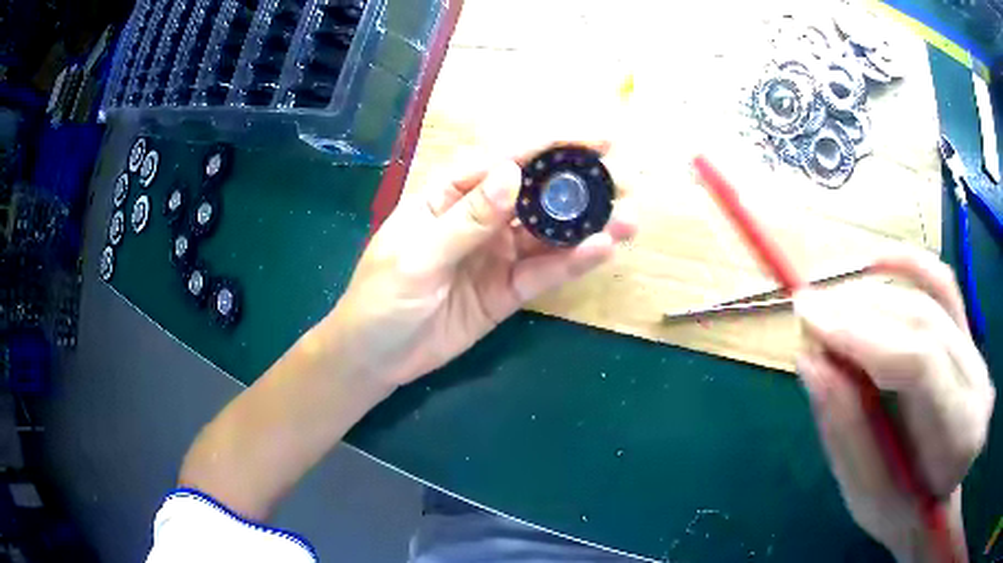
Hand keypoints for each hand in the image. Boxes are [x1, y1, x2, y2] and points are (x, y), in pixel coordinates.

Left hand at [325, 140, 636, 387]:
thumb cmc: (380, 299)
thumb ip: (465, 220)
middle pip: (536, 192)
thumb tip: (512, 174)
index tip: (597, 139)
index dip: (551, 144)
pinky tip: (601, 251)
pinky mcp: (508, 289)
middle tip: (625, 182)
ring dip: (588, 225)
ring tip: (628, 220)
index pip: (505, 158)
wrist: (375, 358)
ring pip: (549, 233)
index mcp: (449, 194)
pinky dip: (572, 263)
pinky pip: (544, 272)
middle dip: (580, 184)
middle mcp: (481, 216)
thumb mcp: (416, 258)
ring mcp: (498, 254)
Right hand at [794, 252, 994, 560]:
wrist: (937, 501)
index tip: (809, 321)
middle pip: (922, 321)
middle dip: (860, 311)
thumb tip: (810, 360)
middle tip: (808, 311)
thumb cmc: (900, 512)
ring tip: (828, 307)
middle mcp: (977, 381)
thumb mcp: (865, 494)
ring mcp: (977, 351)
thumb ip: (844, 429)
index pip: (920, 362)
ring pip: (927, 298)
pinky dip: (909, 264)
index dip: (863, 335)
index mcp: (959, 436)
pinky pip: (943, 283)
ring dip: (872, 295)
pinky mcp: (969, 334)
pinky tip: (874, 264)